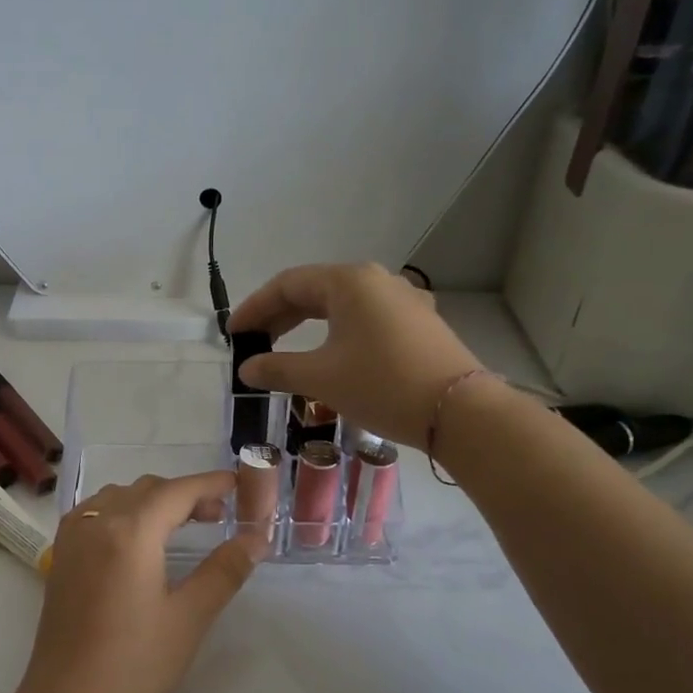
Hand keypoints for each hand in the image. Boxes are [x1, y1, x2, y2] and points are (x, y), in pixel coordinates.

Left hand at [12, 472, 260, 692]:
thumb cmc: (135, 665)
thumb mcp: (189, 617)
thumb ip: (224, 570)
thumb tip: (256, 537)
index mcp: (130, 531)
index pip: (177, 491)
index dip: (211, 484)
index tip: (239, 485)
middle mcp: (96, 522)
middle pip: (147, 489)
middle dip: (184, 494)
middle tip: (218, 517)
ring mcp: (72, 539)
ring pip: (118, 497)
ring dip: (152, 501)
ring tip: (181, 527)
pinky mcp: (60, 558)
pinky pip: (95, 513)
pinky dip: (123, 512)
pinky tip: (137, 540)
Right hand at [230, 263, 480, 448]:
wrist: (459, 412)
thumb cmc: (382, 385)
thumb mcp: (321, 378)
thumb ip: (277, 368)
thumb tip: (246, 369)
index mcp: (349, 282)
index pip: (288, 284)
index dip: (255, 307)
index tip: (233, 333)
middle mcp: (378, 280)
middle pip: (315, 290)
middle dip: (280, 315)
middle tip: (254, 342)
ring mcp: (404, 300)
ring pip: (342, 305)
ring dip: (309, 325)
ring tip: (287, 349)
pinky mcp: (420, 324)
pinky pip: (366, 319)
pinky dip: (338, 333)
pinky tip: (334, 354)